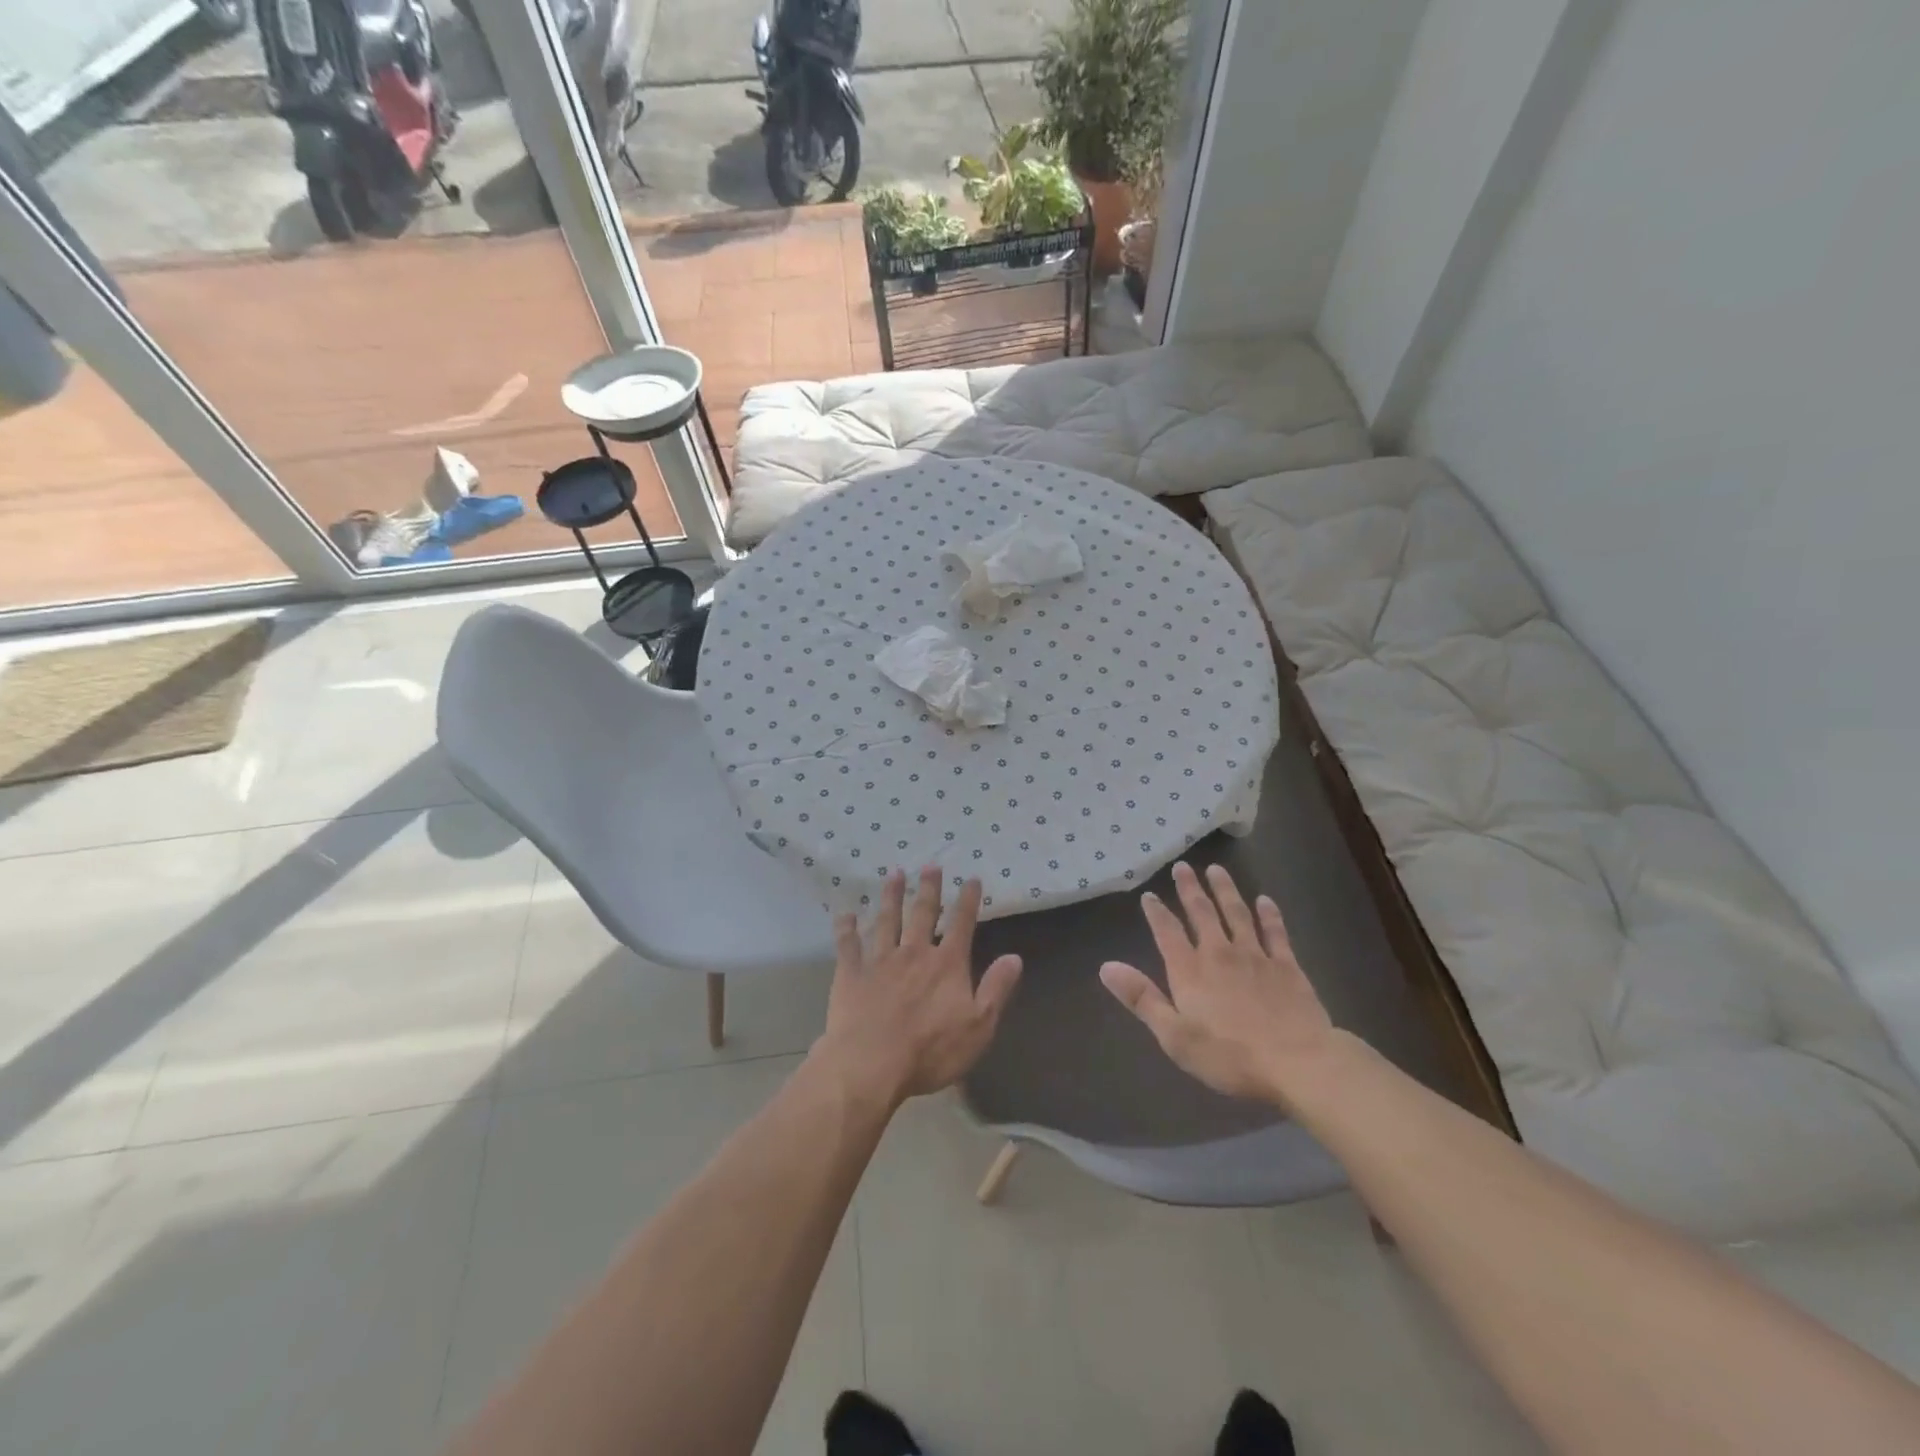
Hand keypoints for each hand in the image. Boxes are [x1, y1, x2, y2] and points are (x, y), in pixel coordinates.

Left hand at [814, 867, 1022, 1109]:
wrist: (871, 1063)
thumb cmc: (930, 1050)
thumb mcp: (979, 1026)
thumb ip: (996, 989)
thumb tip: (1015, 957)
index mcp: (947, 964)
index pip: (962, 924)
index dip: (968, 900)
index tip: (971, 878)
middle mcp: (914, 952)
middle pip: (923, 913)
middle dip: (928, 888)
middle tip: (930, 864)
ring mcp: (880, 960)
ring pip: (887, 920)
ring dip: (891, 896)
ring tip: (894, 873)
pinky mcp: (851, 973)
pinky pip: (848, 945)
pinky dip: (846, 928)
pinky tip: (846, 914)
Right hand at [1099, 862, 1336, 1107]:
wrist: (1298, 1063)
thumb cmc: (1229, 1056)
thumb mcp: (1174, 1036)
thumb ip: (1142, 998)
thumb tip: (1105, 967)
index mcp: (1189, 971)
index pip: (1167, 932)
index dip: (1157, 912)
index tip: (1149, 895)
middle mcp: (1219, 953)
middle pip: (1202, 913)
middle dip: (1190, 889)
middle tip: (1182, 867)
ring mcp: (1256, 956)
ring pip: (1237, 913)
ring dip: (1225, 890)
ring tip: (1216, 869)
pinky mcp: (1287, 966)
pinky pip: (1275, 932)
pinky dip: (1269, 914)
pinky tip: (1264, 900)